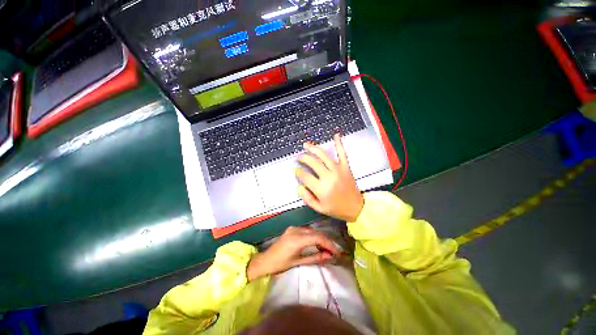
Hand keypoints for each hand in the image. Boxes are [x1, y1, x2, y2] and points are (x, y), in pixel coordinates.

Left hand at [246, 226, 339, 280]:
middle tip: (333, 252)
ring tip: (326, 249)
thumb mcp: (298, 262)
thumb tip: (329, 256)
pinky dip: (313, 236)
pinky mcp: (292, 228)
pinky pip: (306, 230)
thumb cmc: (280, 265)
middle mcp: (296, 230)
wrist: (265, 260)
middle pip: (316, 233)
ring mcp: (294, 228)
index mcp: (297, 239)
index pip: (318, 238)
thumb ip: (315, 258)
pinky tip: (316, 244)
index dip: (329, 245)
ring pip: (312, 230)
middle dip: (326, 241)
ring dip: (320, 238)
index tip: (337, 253)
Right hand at [295, 134, 363, 221]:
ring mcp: (338, 170)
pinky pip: (342, 153)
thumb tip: (298, 186)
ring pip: (323, 155)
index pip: (305, 176)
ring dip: (313, 148)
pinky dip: (339, 143)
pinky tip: (336, 135)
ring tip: (306, 145)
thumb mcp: (319, 208)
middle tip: (298, 157)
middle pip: (312, 162)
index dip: (298, 172)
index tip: (295, 170)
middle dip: (303, 158)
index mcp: (321, 188)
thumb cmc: (336, 209)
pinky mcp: (346, 167)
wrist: (356, 208)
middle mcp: (328, 176)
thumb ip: (307, 197)